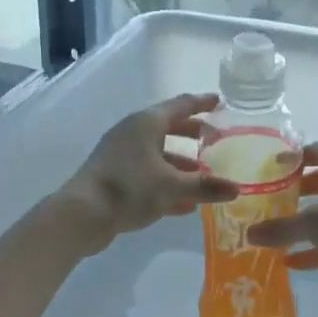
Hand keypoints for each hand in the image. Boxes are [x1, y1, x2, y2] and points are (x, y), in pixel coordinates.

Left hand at [53, 94, 238, 252]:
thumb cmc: (129, 188)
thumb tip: (236, 188)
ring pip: (158, 152)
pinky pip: (147, 173)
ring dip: (181, 163)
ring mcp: (120, 154)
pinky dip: (166, 181)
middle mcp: (132, 132)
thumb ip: (205, 186)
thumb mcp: (172, 187)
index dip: (202, 103)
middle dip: (193, 134)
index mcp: (147, 123)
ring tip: (204, 176)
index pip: (181, 105)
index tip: (219, 101)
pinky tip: (184, 203)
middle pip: (169, 127)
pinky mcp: (113, 176)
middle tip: (215, 140)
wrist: (81, 214)